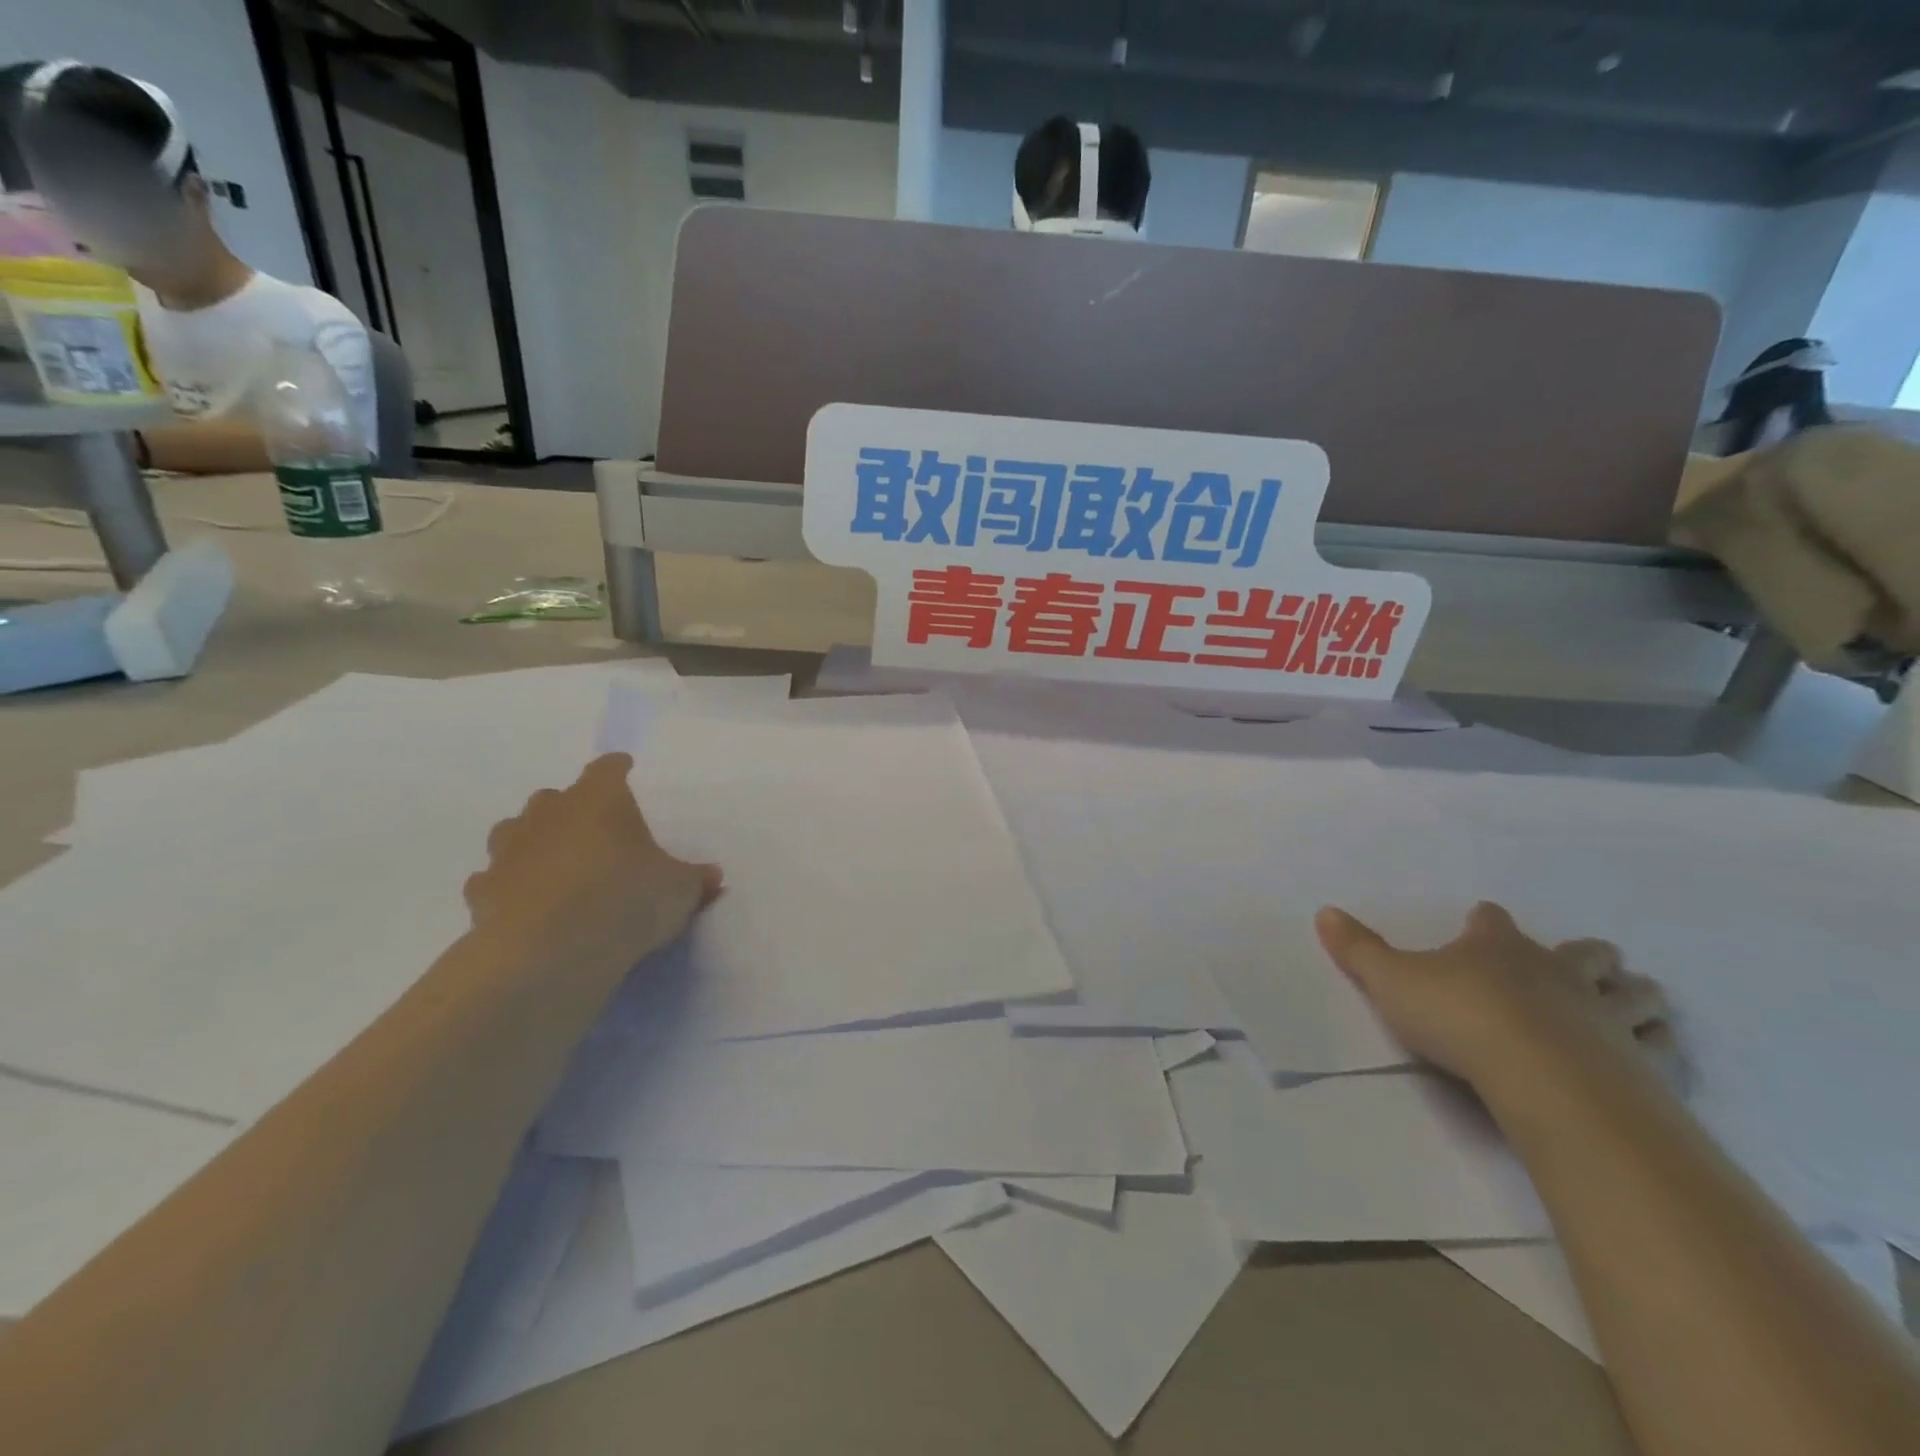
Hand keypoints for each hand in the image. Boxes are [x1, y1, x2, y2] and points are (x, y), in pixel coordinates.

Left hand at [465, 754, 721, 977]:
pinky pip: (494, 880)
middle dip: (572, 810)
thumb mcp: (680, 890)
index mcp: (600, 799)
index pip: (608, 768)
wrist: (550, 952)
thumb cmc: (626, 900)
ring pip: (515, 832)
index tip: (625, 770)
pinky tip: (524, 904)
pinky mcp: (482, 892)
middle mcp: (549, 814)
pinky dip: (508, 887)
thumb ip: (695, 879)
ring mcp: (509, 851)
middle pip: (555, 797)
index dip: (618, 769)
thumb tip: (711, 876)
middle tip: (594, 832)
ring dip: (533, 842)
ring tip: (555, 865)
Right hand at [1315, 902, 1680, 1095]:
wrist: (1540, 1074)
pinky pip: (1663, 1047)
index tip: (1481, 924)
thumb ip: (1357, 949)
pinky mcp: (1640, 1061)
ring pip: (1635, 993)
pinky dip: (1660, 1045)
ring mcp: (1604, 1013)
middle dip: (1585, 956)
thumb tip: (1323, 911)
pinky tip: (1651, 1053)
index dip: (1486, 921)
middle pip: (1585, 952)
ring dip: (1633, 994)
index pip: (1493, 920)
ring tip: (1629, 1002)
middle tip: (1580, 964)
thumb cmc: (1459, 1017)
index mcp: (1497, 946)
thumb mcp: (1390, 981)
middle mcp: (1556, 970)